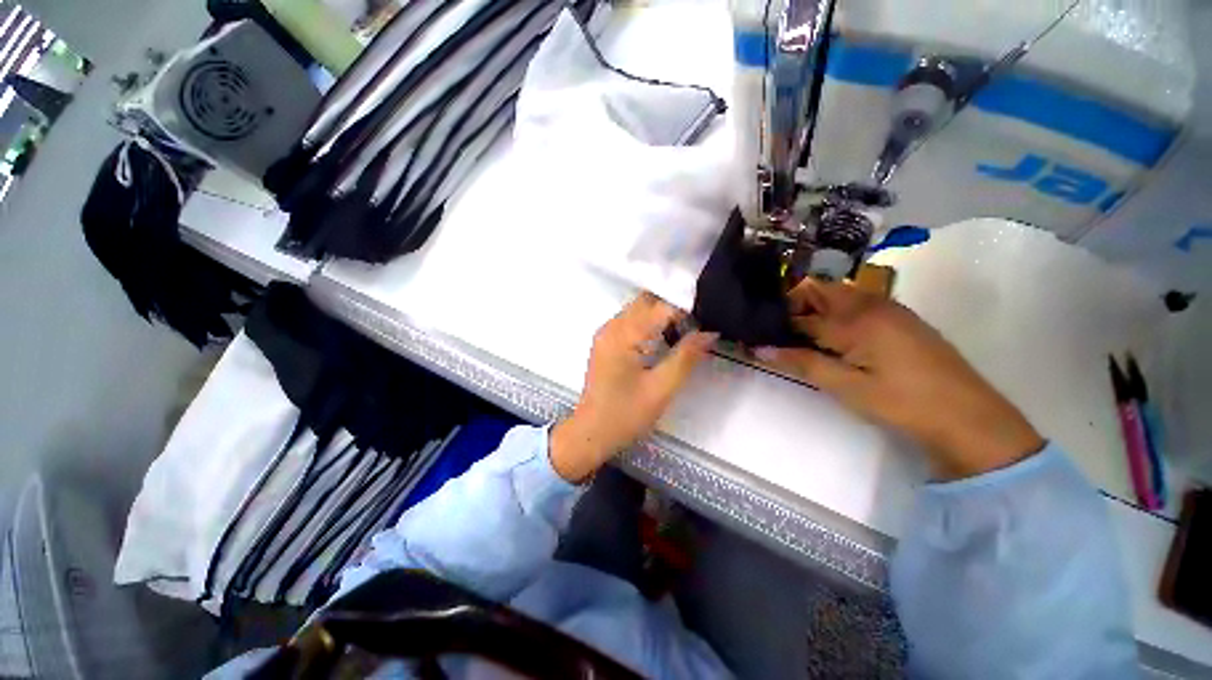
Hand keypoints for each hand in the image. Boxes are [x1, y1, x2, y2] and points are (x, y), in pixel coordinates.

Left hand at [550, 293, 717, 482]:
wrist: (591, 433)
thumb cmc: (625, 415)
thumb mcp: (661, 389)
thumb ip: (686, 357)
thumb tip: (709, 332)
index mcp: (624, 334)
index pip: (661, 306)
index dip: (687, 309)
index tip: (708, 318)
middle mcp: (612, 326)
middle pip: (647, 300)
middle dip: (674, 307)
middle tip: (698, 324)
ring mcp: (606, 332)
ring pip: (639, 308)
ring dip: (662, 314)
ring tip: (685, 332)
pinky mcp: (606, 341)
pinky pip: (631, 321)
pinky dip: (650, 323)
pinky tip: (664, 340)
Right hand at [756, 280, 1043, 480]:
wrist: (970, 417)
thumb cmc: (902, 403)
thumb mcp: (846, 387)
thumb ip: (801, 363)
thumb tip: (759, 348)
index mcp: (854, 320)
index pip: (800, 314)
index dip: (775, 323)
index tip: (756, 332)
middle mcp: (870, 304)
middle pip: (820, 290)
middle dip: (793, 305)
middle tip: (778, 332)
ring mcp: (889, 308)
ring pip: (839, 294)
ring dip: (815, 308)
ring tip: (801, 336)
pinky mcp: (901, 318)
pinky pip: (858, 303)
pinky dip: (836, 313)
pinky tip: (834, 338)